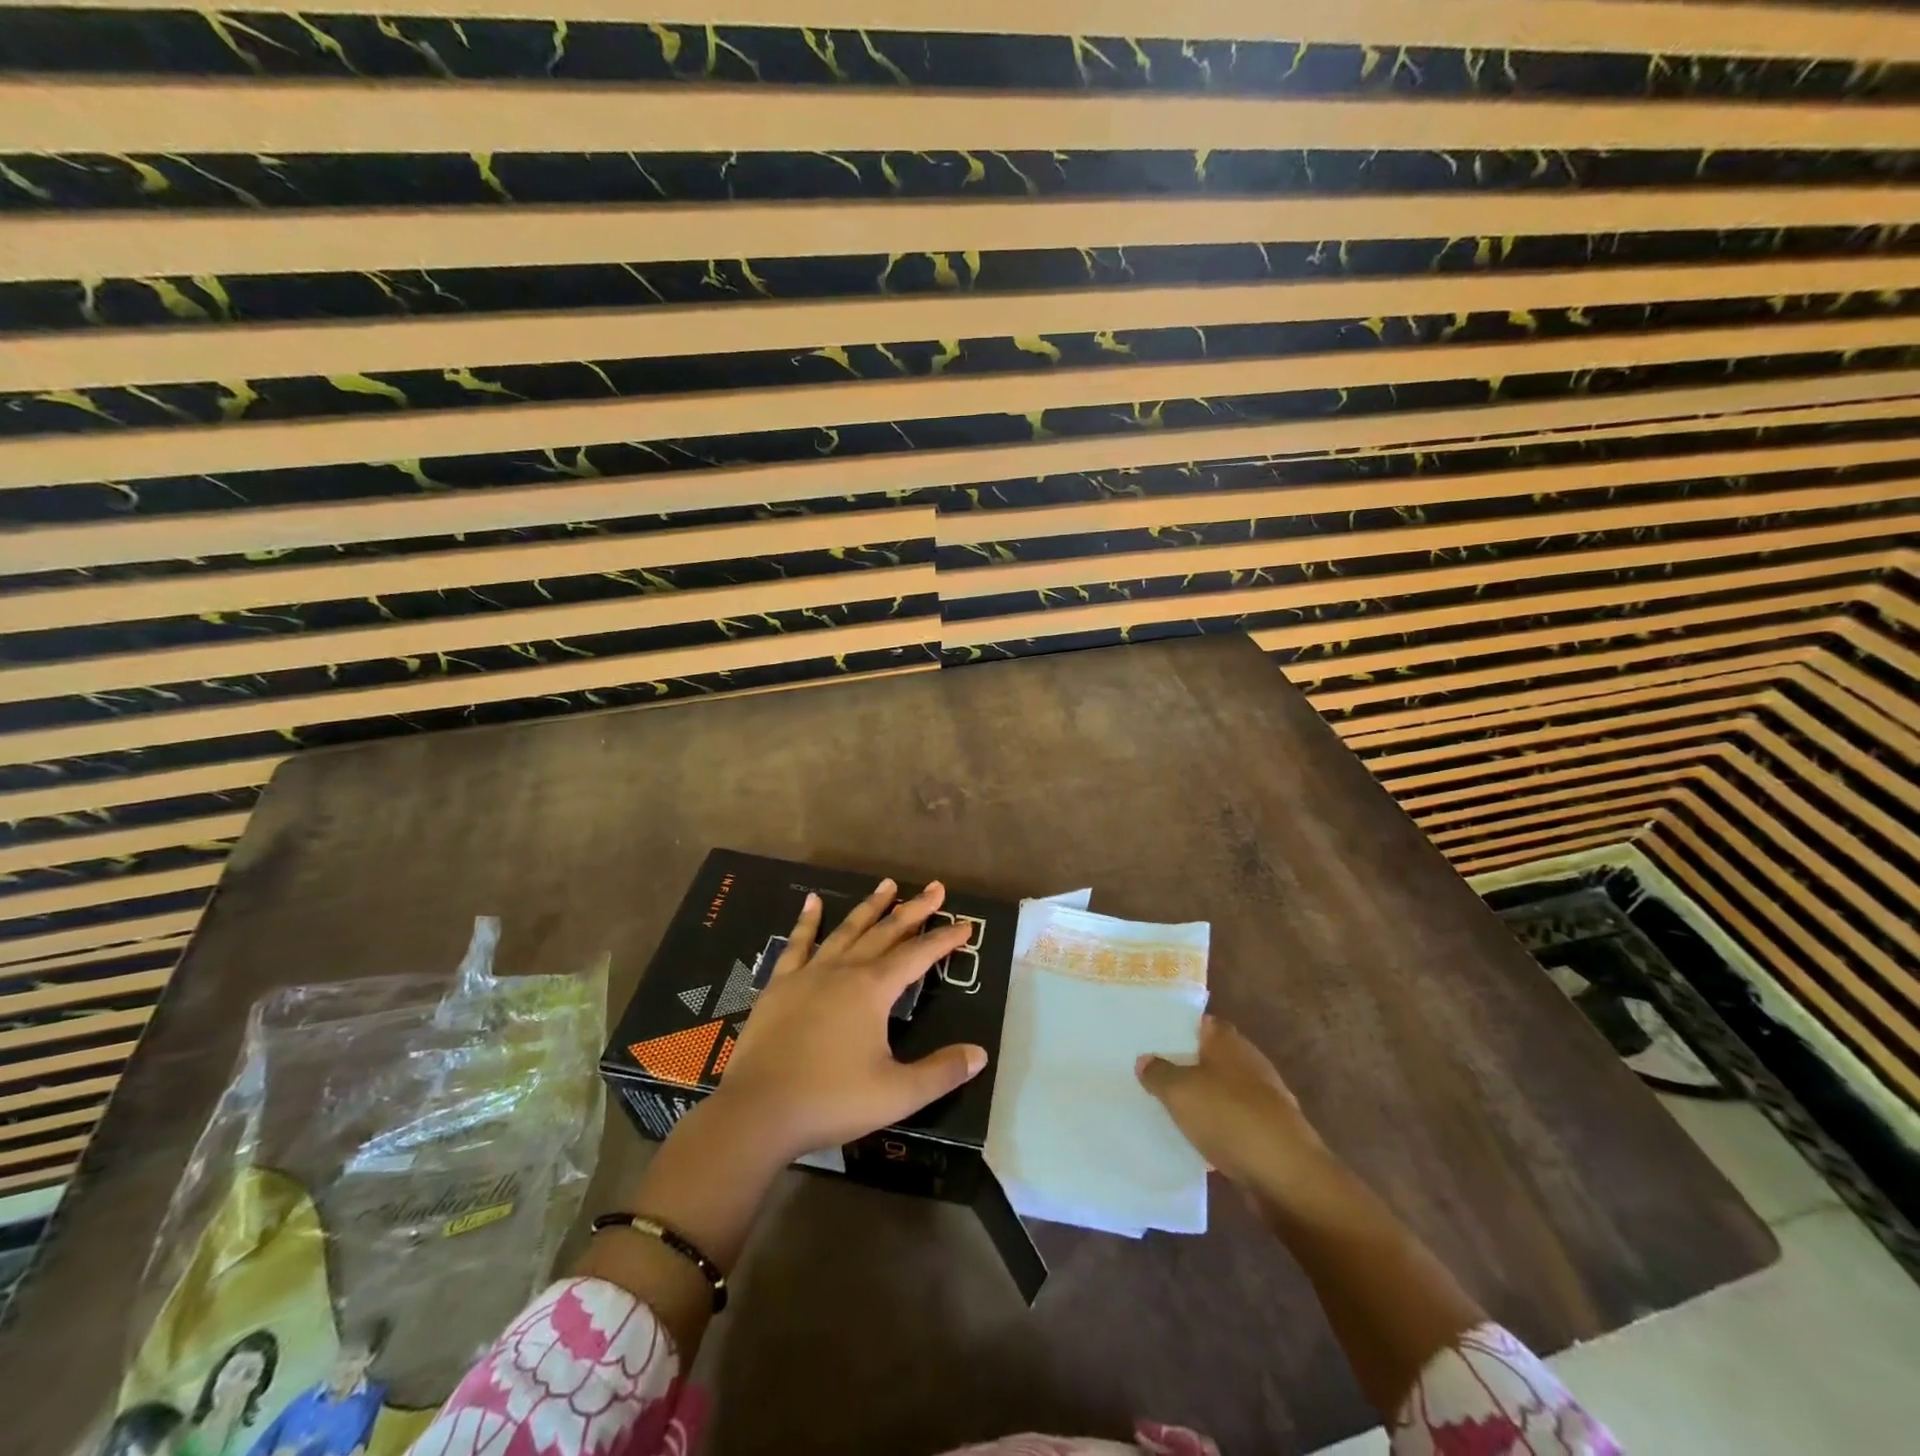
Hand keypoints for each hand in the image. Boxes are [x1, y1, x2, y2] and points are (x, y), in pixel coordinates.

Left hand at [712, 878, 985, 1161]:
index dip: (944, 939)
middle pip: (885, 932)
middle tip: (936, 888)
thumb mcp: (897, 1094)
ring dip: (870, 907)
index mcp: (873, 990)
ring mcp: (808, 974)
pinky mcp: (779, 986)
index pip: (918, 955)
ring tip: (888, 884)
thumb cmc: (831, 1100)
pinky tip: (812, 901)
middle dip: (914, 910)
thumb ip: (941, 1072)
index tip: (966, 924)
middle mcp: (844, 970)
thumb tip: (980, 1053)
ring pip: (846, 930)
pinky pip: (797, 944)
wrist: (757, 1112)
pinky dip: (807, 920)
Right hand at [1137, 1015, 1336, 1198]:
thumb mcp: (1180, 1091)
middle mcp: (1249, 1063)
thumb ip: (1159, 1073)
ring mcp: (1264, 1099)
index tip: (1153, 1038)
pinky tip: (1198, 1141)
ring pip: (1223, 1091)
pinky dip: (1218, 1128)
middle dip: (1187, 1065)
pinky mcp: (1270, 1133)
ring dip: (1203, 1099)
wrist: (1286, 1175)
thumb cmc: (1229, 1117)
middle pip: (1212, 1057)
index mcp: (1229, 1042)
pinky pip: (1235, 1122)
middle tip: (1153, 1074)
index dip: (1179, 1029)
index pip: (1202, 1023)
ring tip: (1169, 1107)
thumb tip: (1145, 1059)